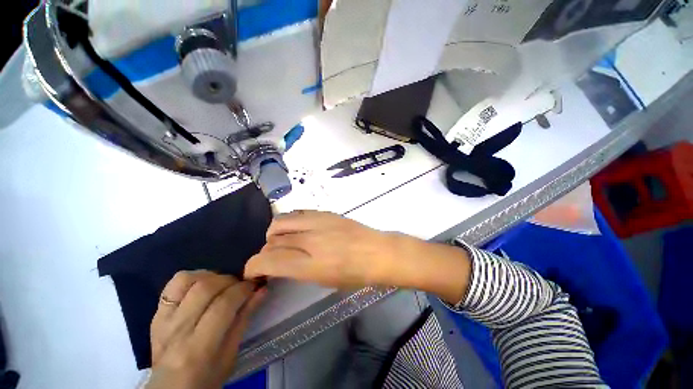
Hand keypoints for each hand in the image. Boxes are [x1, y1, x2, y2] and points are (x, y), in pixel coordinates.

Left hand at [146, 271, 264, 388]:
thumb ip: (244, 319)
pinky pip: (172, 284)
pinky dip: (192, 278)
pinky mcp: (156, 314)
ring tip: (221, 285)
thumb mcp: (231, 355)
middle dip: (230, 280)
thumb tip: (262, 290)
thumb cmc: (206, 378)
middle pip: (206, 288)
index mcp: (198, 348)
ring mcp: (163, 320)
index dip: (244, 289)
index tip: (255, 286)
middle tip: (240, 287)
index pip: (223, 304)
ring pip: (187, 280)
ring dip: (211, 276)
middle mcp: (177, 330)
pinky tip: (202, 285)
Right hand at [244, 211, 470, 303]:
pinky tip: (297, 228)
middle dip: (266, 250)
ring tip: (284, 240)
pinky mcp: (325, 212)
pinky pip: (298, 212)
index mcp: (310, 264)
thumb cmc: (355, 274)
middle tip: (273, 257)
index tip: (253, 271)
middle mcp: (310, 240)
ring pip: (281, 221)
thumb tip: (280, 263)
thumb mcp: (323, 281)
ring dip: (275, 232)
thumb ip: (297, 270)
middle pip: (272, 239)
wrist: (378, 252)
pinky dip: (291, 221)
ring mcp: (318, 222)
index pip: (268, 260)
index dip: (253, 266)